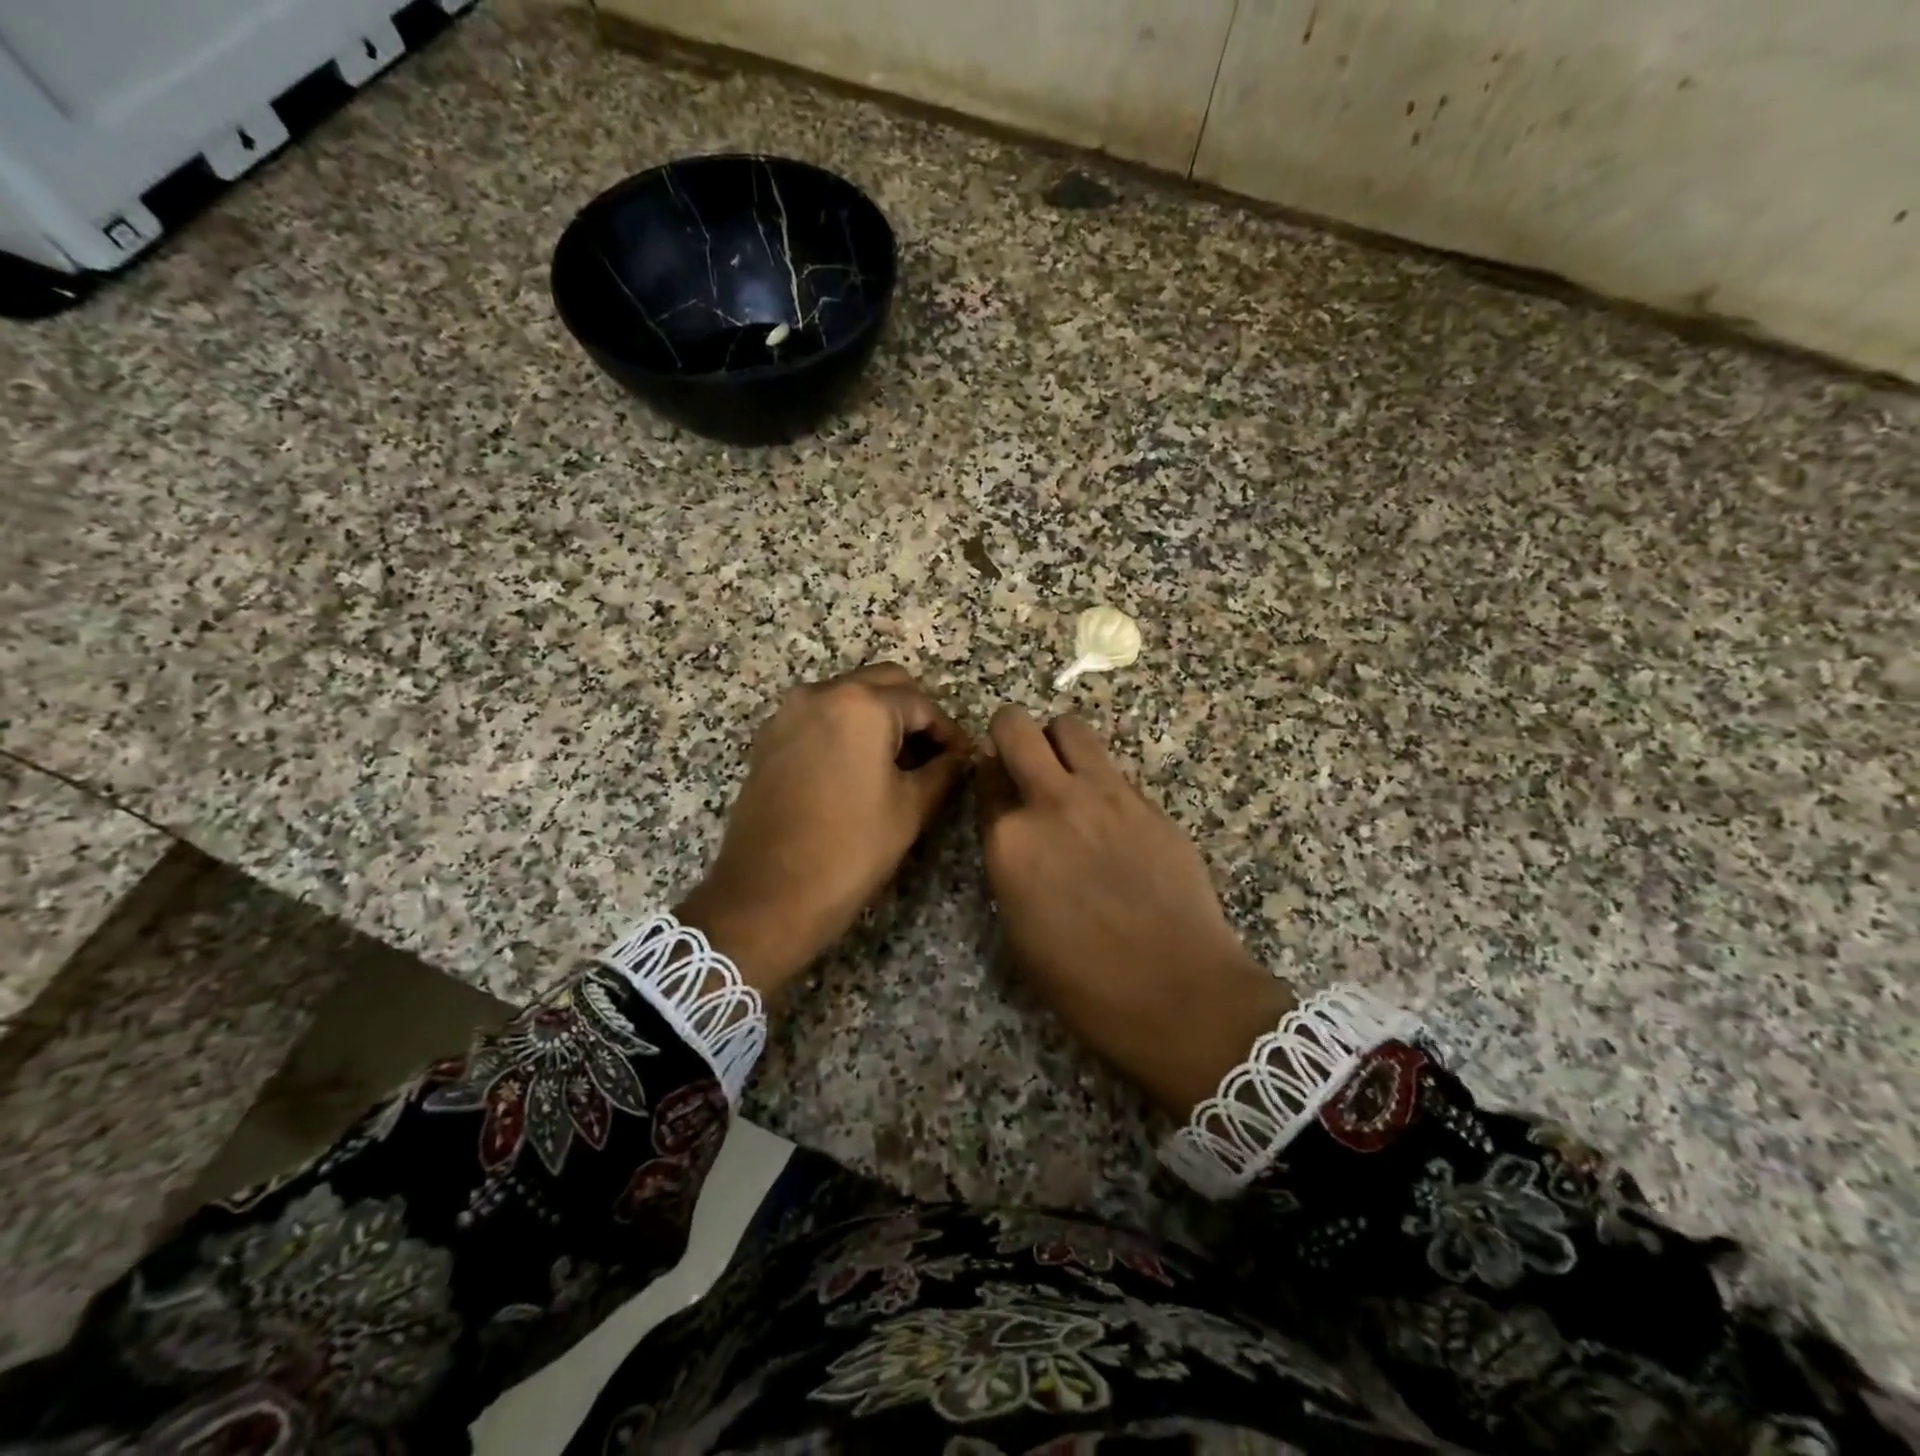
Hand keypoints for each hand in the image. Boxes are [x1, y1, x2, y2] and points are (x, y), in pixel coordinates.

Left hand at [678, 664, 971, 995]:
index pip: (922, 703)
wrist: (769, 894)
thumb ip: (943, 770)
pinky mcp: (769, 738)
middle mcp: (821, 693)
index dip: (948, 731)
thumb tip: (960, 756)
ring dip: (878, 716)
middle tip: (933, 753)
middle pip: (883, 684)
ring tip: (898, 760)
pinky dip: (845, 728)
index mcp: (862, 705)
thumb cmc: (851, 849)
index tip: (962, 758)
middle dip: (914, 712)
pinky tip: (857, 766)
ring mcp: (788, 713)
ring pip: (848, 696)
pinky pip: (819, 716)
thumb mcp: (911, 808)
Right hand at [976, 707, 1294, 1117]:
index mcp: (1009, 840)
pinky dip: (1102, 779)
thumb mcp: (1018, 925)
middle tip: (1021, 760)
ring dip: (1059, 743)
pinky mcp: (1149, 802)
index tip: (996, 788)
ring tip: (1067, 775)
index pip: (985, 776)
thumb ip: (1009, 861)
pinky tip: (1113, 820)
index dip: (988, 778)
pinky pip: (1113, 768)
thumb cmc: (1083, 981)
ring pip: (1070, 728)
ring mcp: (1105, 795)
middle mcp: (1051, 802)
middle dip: (1010, 733)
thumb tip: (1013, 828)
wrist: (1177, 992)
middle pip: (1017, 726)